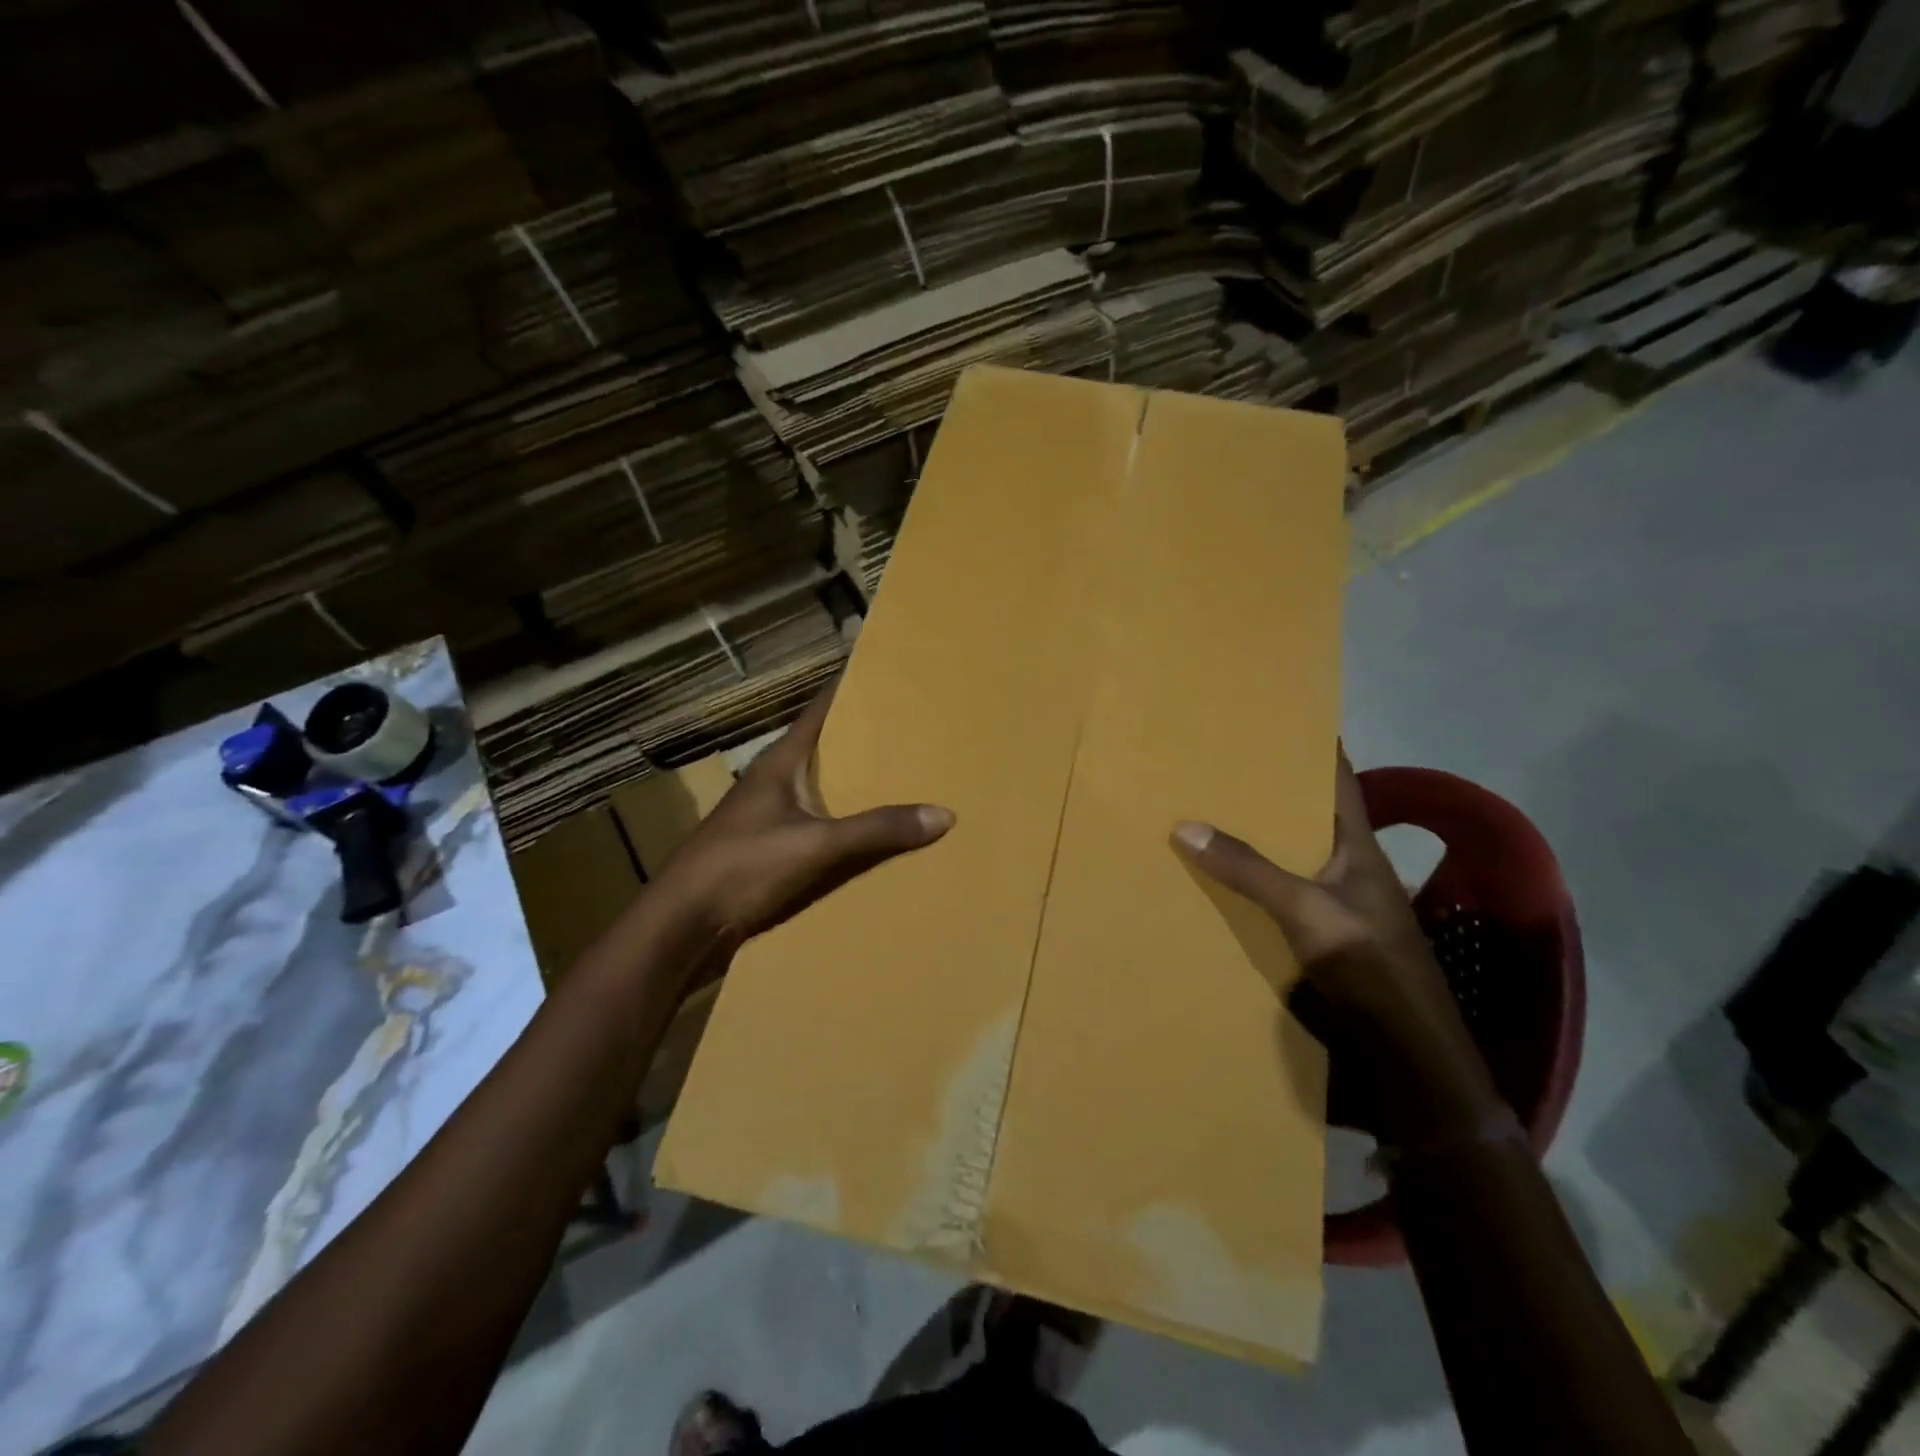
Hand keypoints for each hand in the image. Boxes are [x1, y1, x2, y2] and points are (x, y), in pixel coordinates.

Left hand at [650, 688, 954, 952]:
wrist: (683, 923)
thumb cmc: (742, 867)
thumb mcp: (816, 845)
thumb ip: (876, 830)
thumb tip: (943, 813)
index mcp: (781, 762)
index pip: (820, 710)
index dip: (850, 689)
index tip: (887, 674)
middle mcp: (775, 780)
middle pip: (825, 748)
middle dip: (865, 738)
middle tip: (913, 728)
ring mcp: (769, 814)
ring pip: (822, 787)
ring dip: (855, 782)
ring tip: (904, 776)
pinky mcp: (768, 847)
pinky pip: (817, 822)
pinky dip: (844, 820)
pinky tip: (871, 832)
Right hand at [1173, 750, 1499, 1141]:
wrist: (1404, 1049)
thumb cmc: (1369, 965)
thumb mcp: (1305, 910)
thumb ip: (1249, 870)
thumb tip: (1185, 825)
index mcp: (1358, 846)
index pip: (1338, 781)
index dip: (1318, 747)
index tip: (1283, 719)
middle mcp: (1348, 867)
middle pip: (1307, 816)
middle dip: (1270, 791)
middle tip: (1221, 765)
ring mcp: (1335, 903)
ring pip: (1290, 856)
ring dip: (1258, 838)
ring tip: (1209, 813)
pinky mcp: (1321, 936)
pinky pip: (1279, 893)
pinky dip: (1253, 881)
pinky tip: (1221, 880)